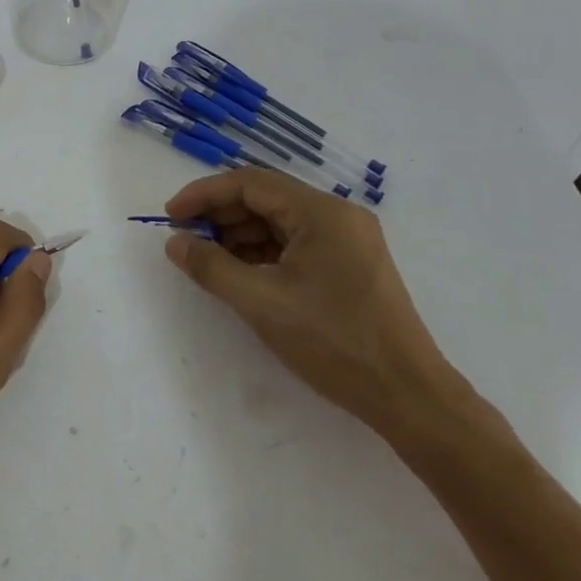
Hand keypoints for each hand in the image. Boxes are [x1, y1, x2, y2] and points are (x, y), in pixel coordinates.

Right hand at [162, 169, 465, 434]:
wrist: (409, 396)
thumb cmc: (334, 343)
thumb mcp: (262, 303)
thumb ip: (212, 267)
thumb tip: (175, 242)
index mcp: (321, 212)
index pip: (250, 183)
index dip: (204, 194)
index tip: (171, 215)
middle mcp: (337, 215)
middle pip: (266, 198)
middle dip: (221, 215)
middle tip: (185, 238)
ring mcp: (348, 240)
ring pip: (280, 222)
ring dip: (240, 234)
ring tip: (208, 259)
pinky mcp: (351, 264)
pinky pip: (297, 243)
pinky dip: (264, 252)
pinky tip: (242, 272)